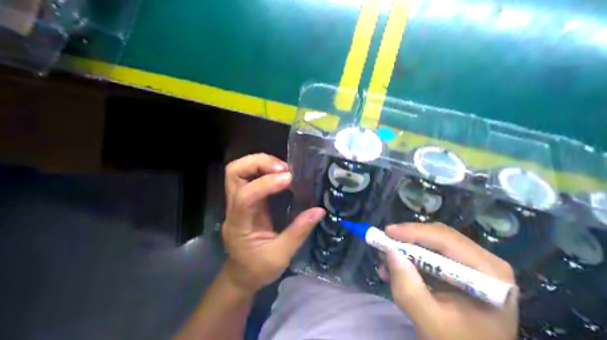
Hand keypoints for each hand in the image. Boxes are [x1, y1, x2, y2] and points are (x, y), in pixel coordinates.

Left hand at [222, 154, 327, 293]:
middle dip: (258, 163)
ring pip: (238, 171)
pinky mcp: (245, 202)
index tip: (289, 180)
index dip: (265, 184)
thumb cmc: (258, 270)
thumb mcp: (280, 256)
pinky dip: (264, 171)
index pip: (245, 196)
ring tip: (284, 170)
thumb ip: (298, 232)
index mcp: (239, 224)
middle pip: (234, 173)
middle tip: (283, 169)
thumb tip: (319, 210)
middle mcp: (233, 209)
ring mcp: (237, 203)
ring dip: (261, 164)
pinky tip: (281, 176)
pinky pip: (249, 178)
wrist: (241, 276)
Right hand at [387, 223, 518, 339]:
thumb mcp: (430, 322)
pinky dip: (414, 262)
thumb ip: (409, 289)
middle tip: (382, 245)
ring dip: (408, 252)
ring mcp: (477, 266)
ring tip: (385, 262)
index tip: (387, 232)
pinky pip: (435, 258)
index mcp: (489, 273)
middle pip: (441, 239)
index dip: (415, 232)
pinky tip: (396, 271)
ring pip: (435, 246)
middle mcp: (486, 262)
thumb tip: (390, 252)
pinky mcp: (465, 272)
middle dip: (409, 241)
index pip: (448, 240)